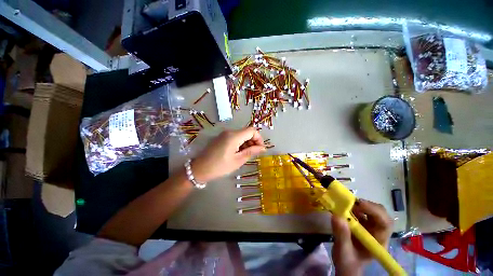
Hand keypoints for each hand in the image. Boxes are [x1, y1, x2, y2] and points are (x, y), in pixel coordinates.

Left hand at [191, 127, 265, 182]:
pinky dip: (240, 143)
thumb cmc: (220, 166)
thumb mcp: (238, 160)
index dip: (259, 138)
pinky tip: (238, 153)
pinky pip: (235, 137)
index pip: (252, 130)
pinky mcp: (221, 138)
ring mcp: (224, 134)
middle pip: (246, 132)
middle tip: (253, 153)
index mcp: (234, 136)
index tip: (260, 149)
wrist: (200, 169)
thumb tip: (263, 147)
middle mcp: (229, 132)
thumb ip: (251, 151)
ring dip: (247, 143)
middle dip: (253, 141)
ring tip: (245, 155)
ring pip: (241, 135)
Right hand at [331, 199, 392, 275]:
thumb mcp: (343, 251)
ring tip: (345, 204)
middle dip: (367, 205)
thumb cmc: (347, 262)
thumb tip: (337, 216)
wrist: (346, 264)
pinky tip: (344, 207)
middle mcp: (378, 232)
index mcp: (379, 241)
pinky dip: (353, 206)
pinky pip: (361, 211)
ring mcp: (371, 227)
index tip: (358, 205)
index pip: (385, 223)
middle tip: (351, 202)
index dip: (374, 211)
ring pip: (372, 210)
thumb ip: (342, 236)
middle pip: (381, 213)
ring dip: (359, 205)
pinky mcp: (362, 223)